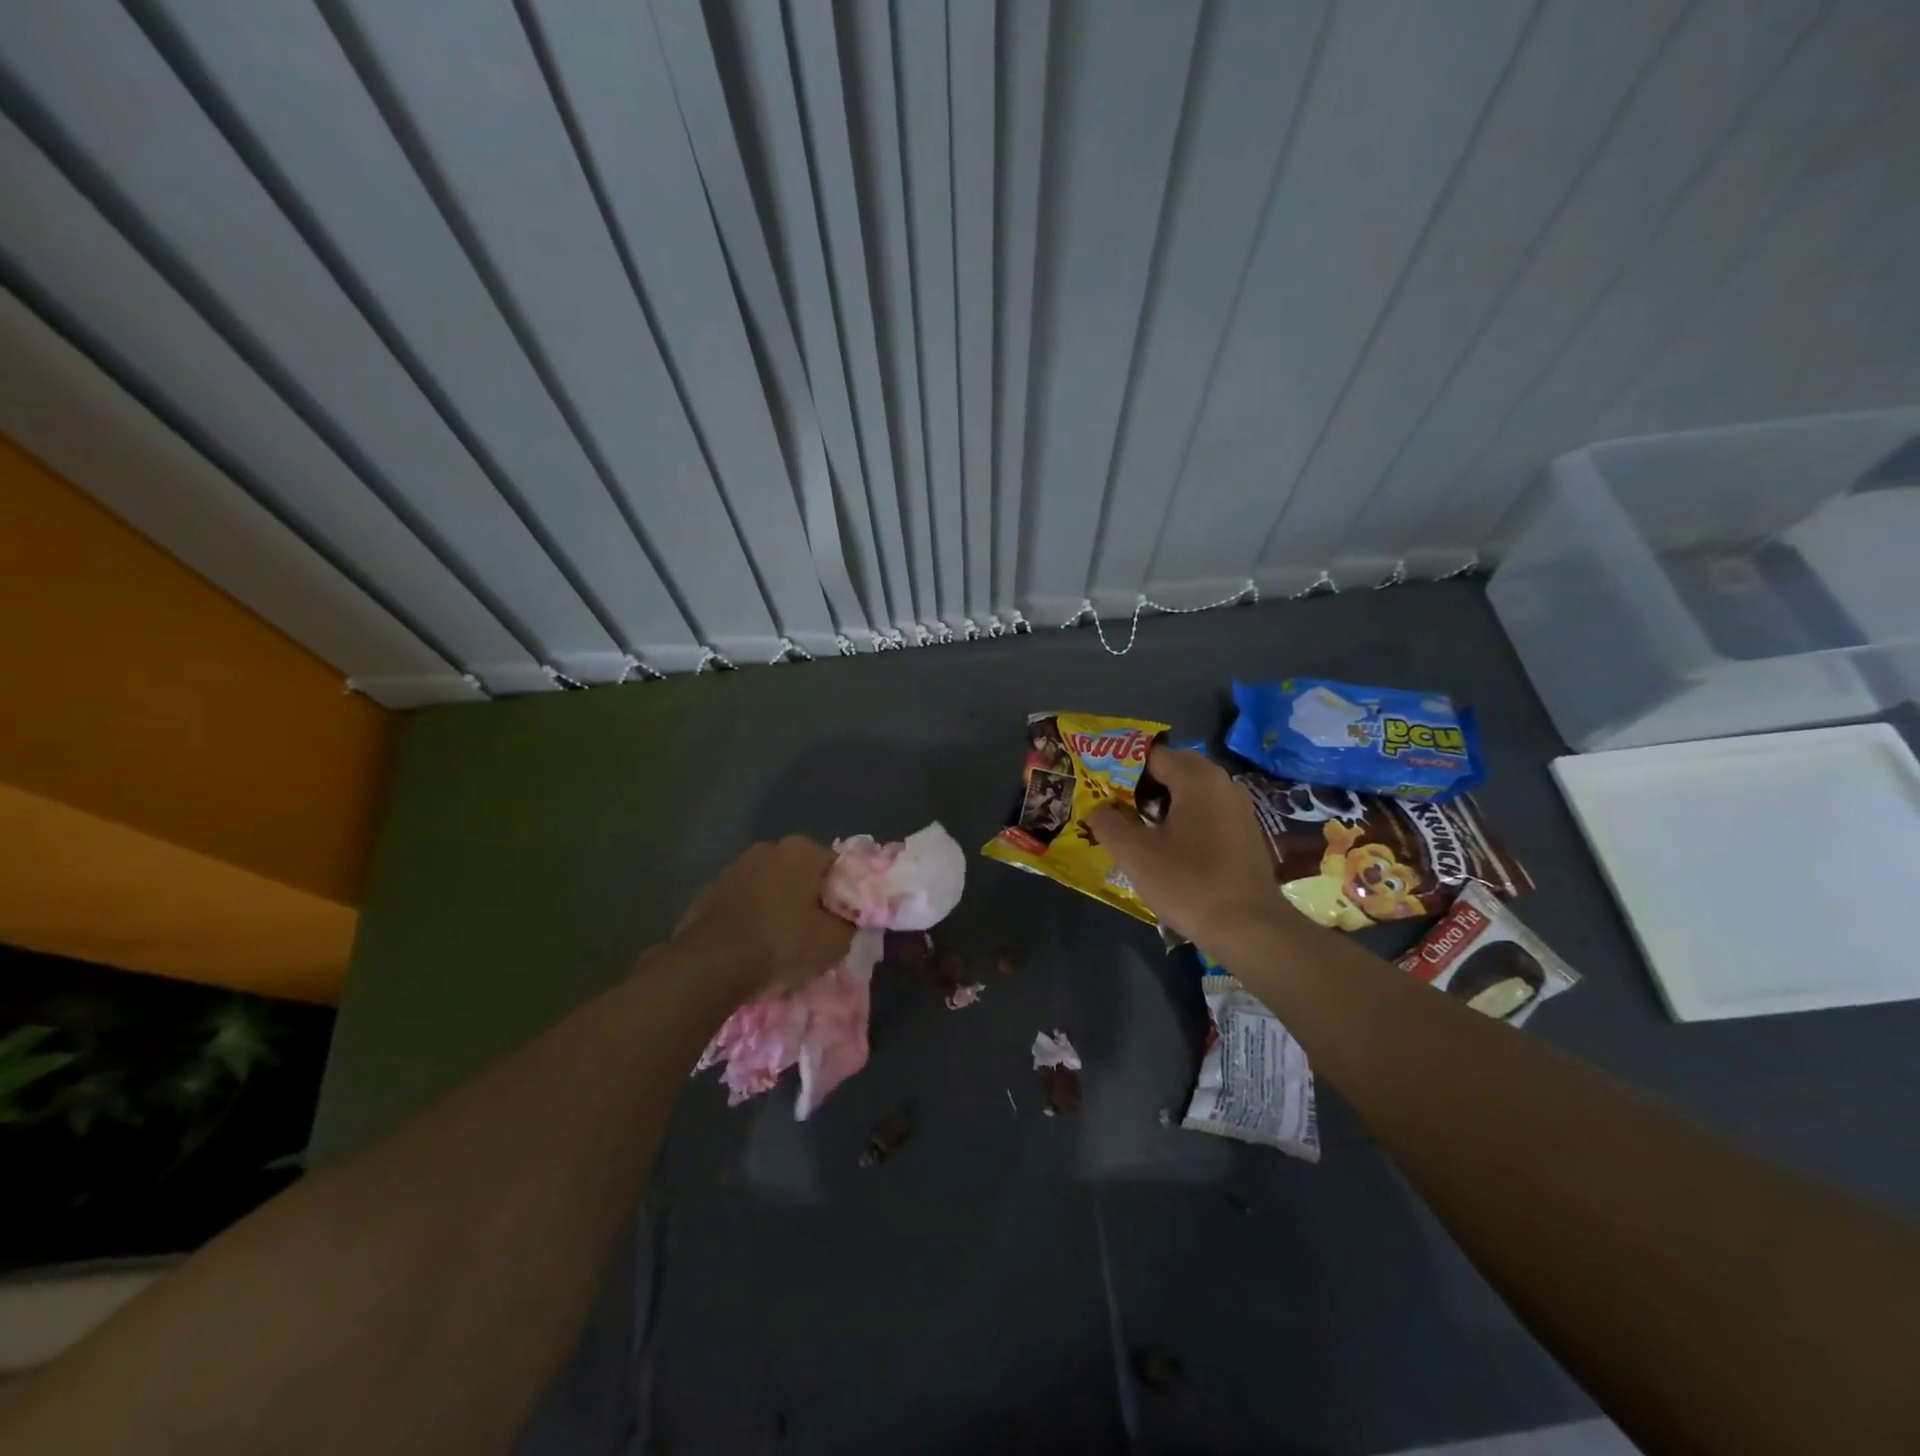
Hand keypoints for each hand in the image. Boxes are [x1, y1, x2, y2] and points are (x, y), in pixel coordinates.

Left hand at [672, 837, 854, 995]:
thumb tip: (849, 919)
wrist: (711, 963)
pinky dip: (752, 918)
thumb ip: (850, 924)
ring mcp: (734, 867)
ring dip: (778, 906)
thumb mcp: (835, 942)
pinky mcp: (709, 891)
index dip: (843, 894)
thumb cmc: (782, 943)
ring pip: (770, 887)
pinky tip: (753, 946)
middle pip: (801, 873)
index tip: (843, 920)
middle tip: (815, 931)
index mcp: (802, 850)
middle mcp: (768, 848)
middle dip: (809, 897)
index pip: (836, 866)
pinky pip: (744, 903)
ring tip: (782, 942)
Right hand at [1086, 748, 1290, 952]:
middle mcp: (1222, 783)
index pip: (1152, 755)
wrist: (1249, 929)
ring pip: (1190, 793)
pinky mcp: (1245, 834)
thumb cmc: (1188, 882)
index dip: (1121, 769)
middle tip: (1113, 807)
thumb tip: (1097, 809)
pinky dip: (1183, 821)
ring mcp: (1238, 809)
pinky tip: (1166, 847)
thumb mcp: (1134, 853)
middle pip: (1173, 770)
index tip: (1100, 789)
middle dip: (1141, 786)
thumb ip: (1108, 823)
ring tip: (1134, 828)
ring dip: (1161, 805)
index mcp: (1197, 777)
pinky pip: (1206, 813)